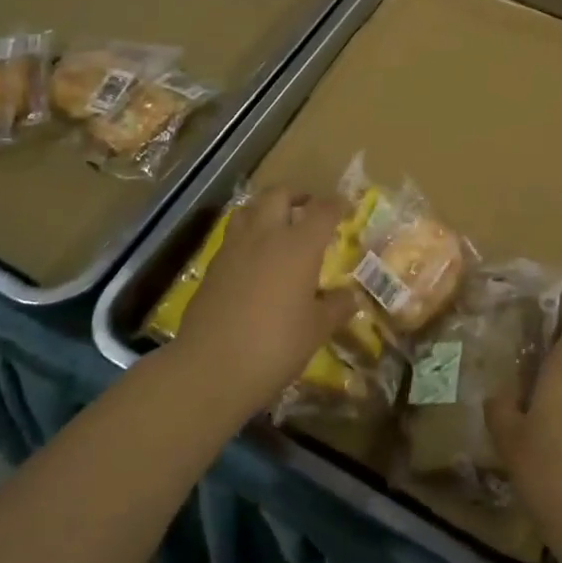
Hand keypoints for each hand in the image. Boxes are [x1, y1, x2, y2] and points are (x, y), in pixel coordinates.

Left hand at [173, 190, 355, 415]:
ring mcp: (234, 248)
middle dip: (296, 196)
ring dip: (266, 209)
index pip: (323, 210)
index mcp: (299, 245)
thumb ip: (336, 307)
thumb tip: (350, 296)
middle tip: (308, 211)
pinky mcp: (212, 266)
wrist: (210, 368)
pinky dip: (247, 236)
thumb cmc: (275, 346)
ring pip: (249, 208)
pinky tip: (253, 260)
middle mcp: (266, 235)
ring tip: (277, 228)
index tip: (345, 207)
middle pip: (279, 194)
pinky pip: (233, 236)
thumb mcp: (316, 330)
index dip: (337, 205)